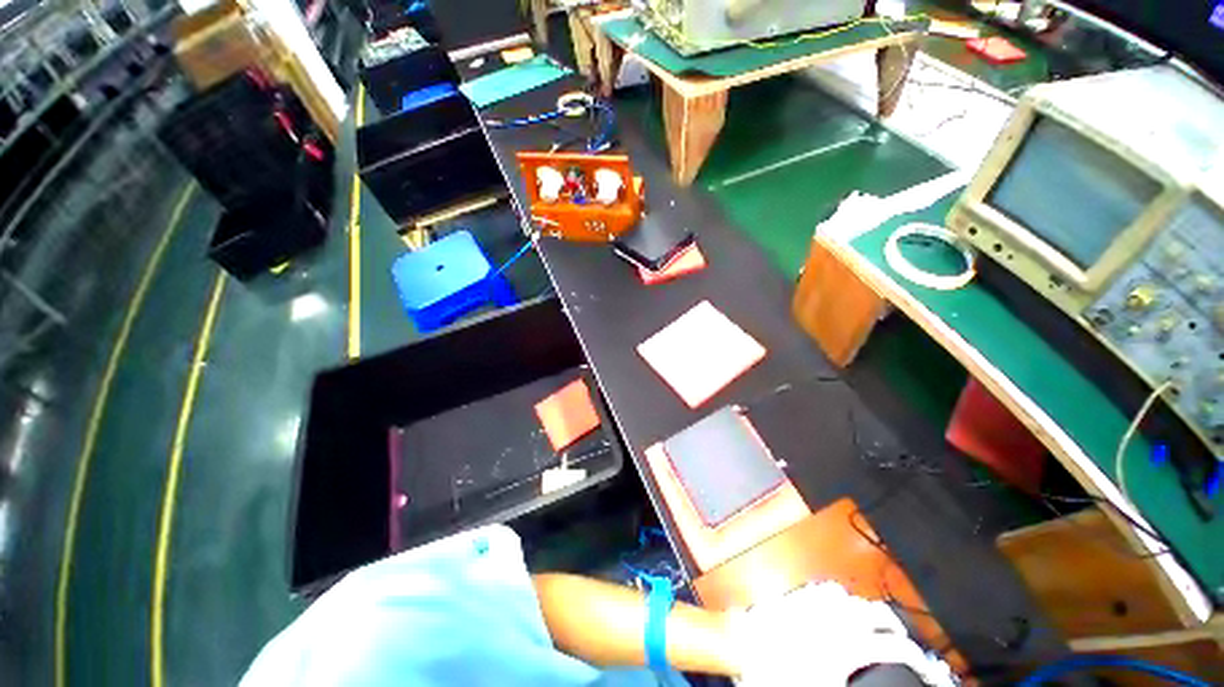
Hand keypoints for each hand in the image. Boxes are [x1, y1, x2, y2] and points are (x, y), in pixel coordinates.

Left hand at [726, 582, 953, 685]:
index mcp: (848, 645)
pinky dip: (840, 598)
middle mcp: (835, 617)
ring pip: (852, 597)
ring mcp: (815, 601)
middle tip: (902, 640)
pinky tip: (840, 607)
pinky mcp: (798, 594)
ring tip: (873, 624)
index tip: (923, 665)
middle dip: (895, 625)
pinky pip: (826, 589)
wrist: (746, 648)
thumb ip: (854, 677)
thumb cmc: (784, 674)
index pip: (895, 647)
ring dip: (867, 609)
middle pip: (877, 612)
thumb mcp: (829, 686)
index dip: (916, 657)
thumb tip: (872, 674)